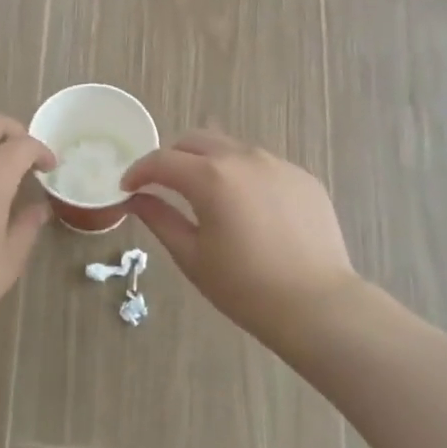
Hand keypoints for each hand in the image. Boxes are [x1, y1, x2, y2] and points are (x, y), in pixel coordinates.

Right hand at [123, 130, 353, 335]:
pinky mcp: (303, 177)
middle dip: (172, 158)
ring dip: (208, 163)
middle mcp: (244, 158)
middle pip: (196, 141)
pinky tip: (246, 209)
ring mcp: (278, 164)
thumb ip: (160, 219)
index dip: (139, 171)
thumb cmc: (245, 287)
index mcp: (211, 177)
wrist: (318, 306)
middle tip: (162, 186)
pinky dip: (242, 176)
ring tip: (205, 196)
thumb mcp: (192, 256)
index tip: (127, 187)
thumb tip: (136, 199)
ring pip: (231, 148)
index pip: (162, 161)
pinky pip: (262, 165)